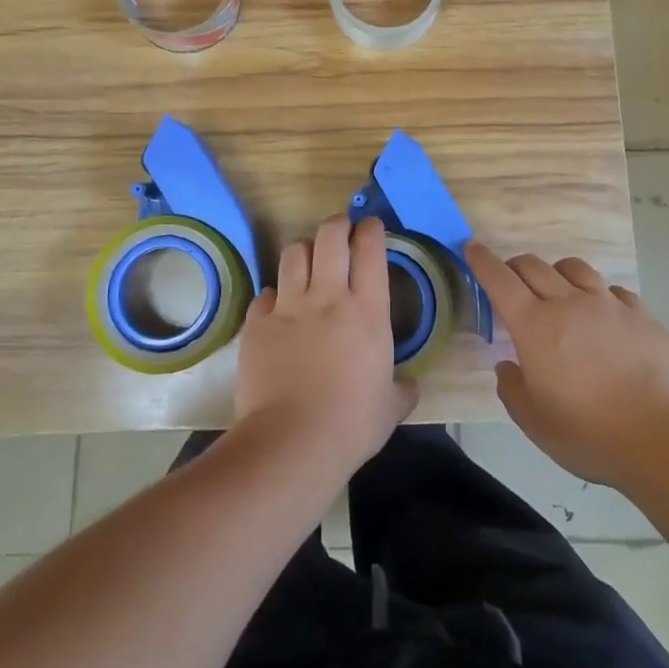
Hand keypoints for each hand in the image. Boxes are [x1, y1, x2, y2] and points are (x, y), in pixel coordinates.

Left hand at [236, 216, 418, 475]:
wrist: (292, 442)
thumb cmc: (352, 424)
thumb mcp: (391, 408)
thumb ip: (402, 389)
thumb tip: (410, 385)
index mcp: (367, 311)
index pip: (370, 250)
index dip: (371, 230)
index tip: (372, 226)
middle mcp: (328, 297)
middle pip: (330, 236)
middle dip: (337, 225)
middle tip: (341, 229)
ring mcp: (289, 307)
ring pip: (294, 254)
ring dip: (304, 251)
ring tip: (308, 260)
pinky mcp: (257, 324)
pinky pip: (266, 295)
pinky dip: (274, 296)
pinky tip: (278, 309)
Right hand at [471, 243, 668, 488]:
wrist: (665, 437)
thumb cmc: (591, 434)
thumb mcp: (535, 424)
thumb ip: (512, 390)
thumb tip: (508, 367)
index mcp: (534, 326)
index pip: (499, 280)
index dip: (482, 261)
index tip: (471, 247)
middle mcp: (568, 303)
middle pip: (533, 266)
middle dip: (515, 266)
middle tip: (510, 278)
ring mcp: (607, 304)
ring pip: (573, 268)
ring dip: (556, 272)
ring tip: (557, 287)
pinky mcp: (641, 313)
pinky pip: (612, 289)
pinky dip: (598, 294)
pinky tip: (603, 312)